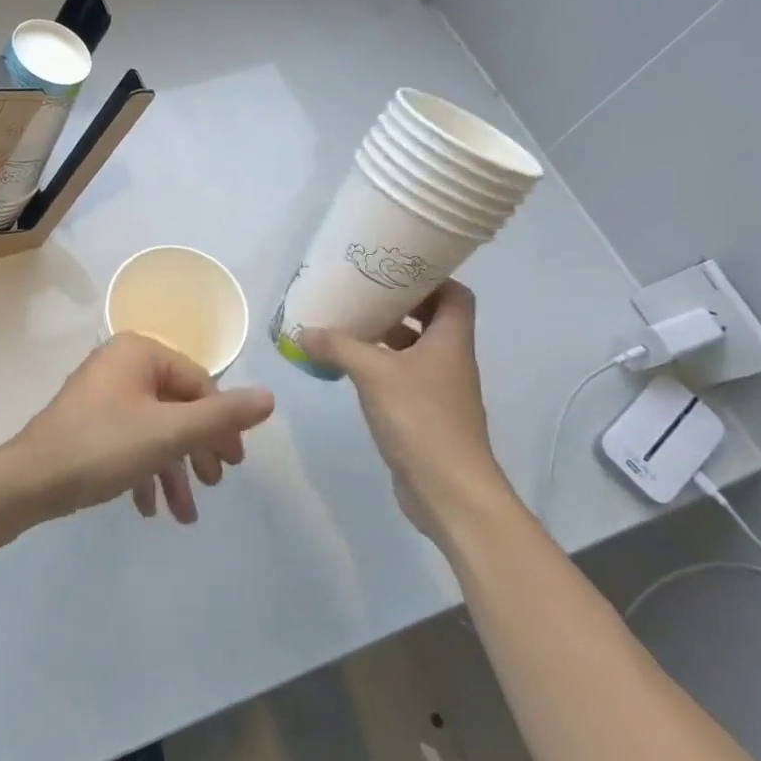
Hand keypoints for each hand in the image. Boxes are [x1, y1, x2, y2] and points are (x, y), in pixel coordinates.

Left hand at [5, 334, 274, 525]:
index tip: (234, 466)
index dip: (222, 425)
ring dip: (173, 471)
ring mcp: (103, 393)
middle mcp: (121, 363)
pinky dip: (145, 471)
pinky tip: (151, 508)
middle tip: (215, 486)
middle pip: (177, 406)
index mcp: (140, 352)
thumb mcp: (169, 433)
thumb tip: (270, 397)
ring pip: (154, 429)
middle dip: (197, 451)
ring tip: (185, 516)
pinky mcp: (89, 421)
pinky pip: (130, 440)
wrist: (31, 479)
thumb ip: (221, 417)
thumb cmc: (104, 446)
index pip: (198, 383)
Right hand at [298, 281, 513, 538]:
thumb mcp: (373, 373)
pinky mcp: (425, 415)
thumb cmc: (420, 419)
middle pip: (431, 319)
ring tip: (348, 326)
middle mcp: (450, 360)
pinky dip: (379, 367)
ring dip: (385, 336)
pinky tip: (349, 367)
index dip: (430, 279)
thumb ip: (338, 346)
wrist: (449, 491)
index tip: (394, 269)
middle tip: (361, 294)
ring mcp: (439, 390)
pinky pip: (402, 377)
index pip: (455, 295)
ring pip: (414, 350)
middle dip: (398, 305)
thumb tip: (305, 331)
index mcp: (451, 341)